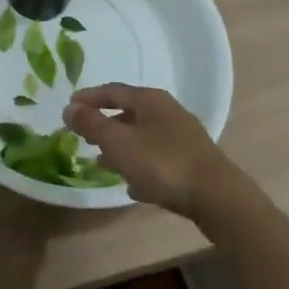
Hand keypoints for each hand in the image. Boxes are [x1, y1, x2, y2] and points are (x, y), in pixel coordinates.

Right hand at [63, 83, 249, 221]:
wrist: (218, 198)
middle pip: (129, 113)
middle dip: (105, 124)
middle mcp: (167, 111)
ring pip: (143, 137)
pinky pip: (158, 159)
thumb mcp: (119, 143)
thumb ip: (92, 124)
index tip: (70, 107)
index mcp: (149, 99)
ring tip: (102, 164)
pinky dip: (141, 166)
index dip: (89, 97)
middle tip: (85, 136)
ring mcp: (183, 137)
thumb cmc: (163, 163)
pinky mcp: (193, 163)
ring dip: (122, 148)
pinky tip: (133, 187)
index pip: (113, 90)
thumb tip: (69, 107)